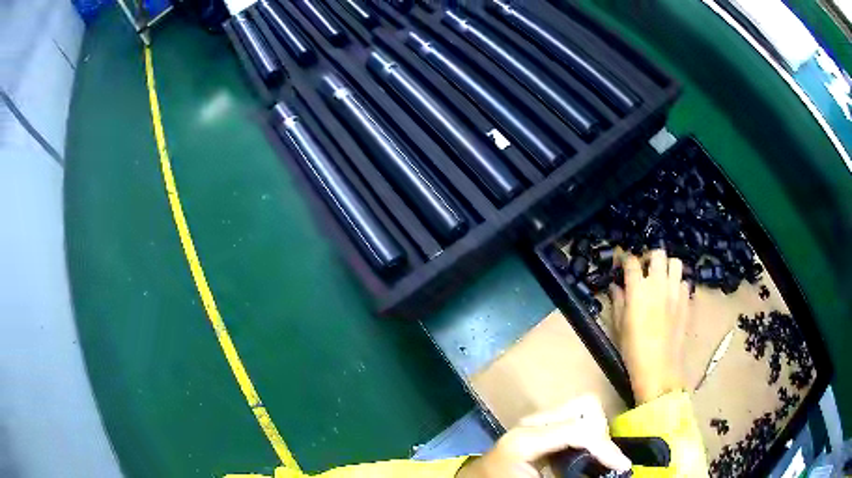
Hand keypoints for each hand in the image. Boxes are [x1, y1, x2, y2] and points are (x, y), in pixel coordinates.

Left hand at [456, 395, 630, 476]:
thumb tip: (606, 469)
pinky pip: (574, 418)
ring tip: (599, 456)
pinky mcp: (540, 425)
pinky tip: (587, 452)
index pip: (581, 430)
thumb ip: (573, 472)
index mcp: (527, 438)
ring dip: (597, 430)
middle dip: (602, 432)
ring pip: (582, 408)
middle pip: (585, 406)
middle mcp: (532, 422)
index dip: (607, 448)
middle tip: (606, 458)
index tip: (623, 466)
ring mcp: (536, 421)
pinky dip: (588, 432)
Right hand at [611, 249, 689, 403]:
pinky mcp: (687, 301)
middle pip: (658, 254)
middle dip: (649, 257)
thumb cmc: (634, 350)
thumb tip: (615, 286)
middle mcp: (659, 284)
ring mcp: (676, 292)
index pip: (631, 262)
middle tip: (645, 269)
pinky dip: (678, 284)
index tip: (621, 261)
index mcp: (638, 289)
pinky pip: (684, 283)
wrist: (659, 368)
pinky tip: (672, 296)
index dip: (625, 258)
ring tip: (661, 278)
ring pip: (676, 263)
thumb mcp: (619, 326)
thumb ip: (617, 301)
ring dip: (667, 267)